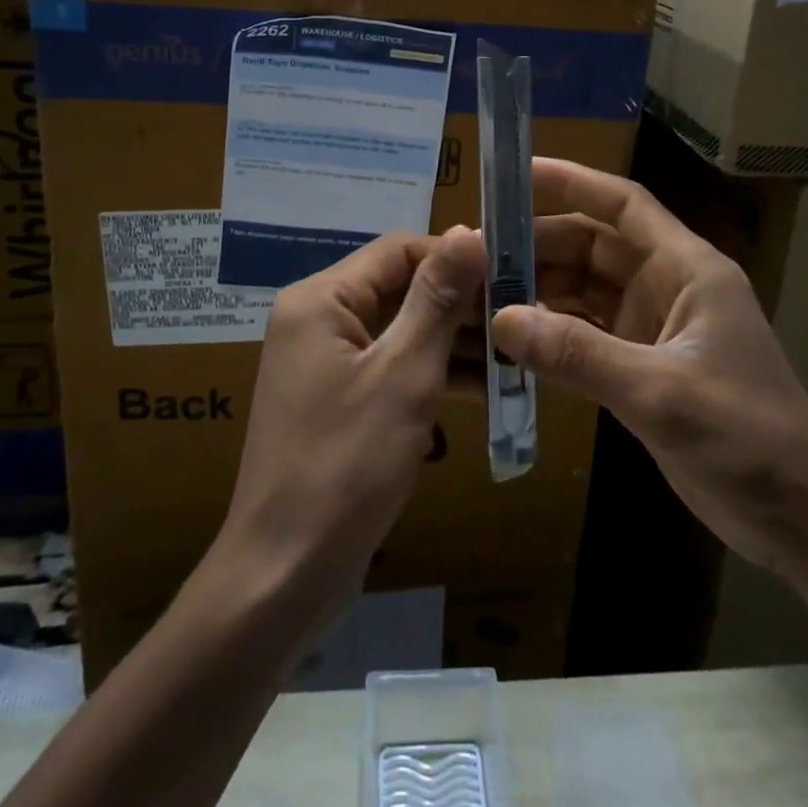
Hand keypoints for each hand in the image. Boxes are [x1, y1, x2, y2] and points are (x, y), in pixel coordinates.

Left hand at [217, 227, 486, 601]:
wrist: (284, 576)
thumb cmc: (346, 465)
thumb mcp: (404, 374)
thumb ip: (438, 299)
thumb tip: (469, 230)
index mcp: (321, 300)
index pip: (399, 250)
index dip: (456, 257)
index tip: (514, 274)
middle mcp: (318, 319)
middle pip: (401, 289)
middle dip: (461, 303)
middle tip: (524, 318)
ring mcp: (326, 362)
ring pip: (402, 330)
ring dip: (454, 341)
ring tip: (516, 355)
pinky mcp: (338, 399)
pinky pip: (392, 367)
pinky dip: (433, 373)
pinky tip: (486, 389)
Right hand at [490, 159, 807, 577]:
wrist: (799, 516)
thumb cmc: (747, 439)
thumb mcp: (661, 393)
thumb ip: (579, 354)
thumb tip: (502, 319)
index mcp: (687, 269)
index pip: (623, 205)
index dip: (571, 181)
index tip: (514, 174)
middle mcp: (667, 286)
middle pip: (592, 247)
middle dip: (538, 246)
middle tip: (476, 256)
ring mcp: (653, 327)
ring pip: (584, 290)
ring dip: (539, 291)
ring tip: (481, 295)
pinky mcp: (642, 366)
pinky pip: (585, 334)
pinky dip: (551, 334)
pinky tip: (511, 341)